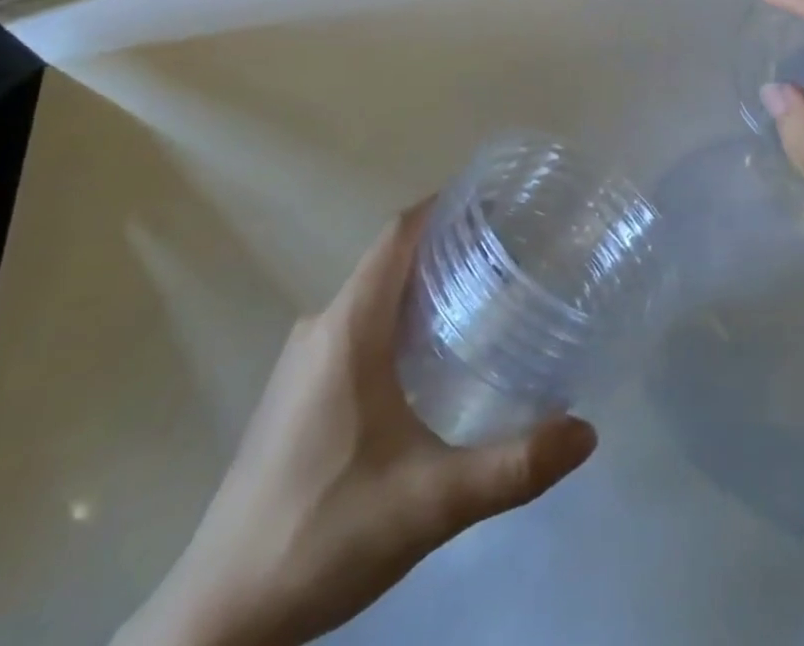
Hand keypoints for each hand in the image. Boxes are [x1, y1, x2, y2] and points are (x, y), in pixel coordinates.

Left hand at [115, 204, 597, 645]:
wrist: (217, 621)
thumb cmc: (322, 535)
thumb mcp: (431, 503)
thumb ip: (513, 466)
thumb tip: (587, 431)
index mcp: (348, 327)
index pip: (399, 234)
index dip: (446, 205)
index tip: (498, 200)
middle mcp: (321, 327)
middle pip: (390, 259)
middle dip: (447, 245)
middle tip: (509, 252)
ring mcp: (301, 362)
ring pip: (372, 296)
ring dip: (422, 284)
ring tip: (483, 297)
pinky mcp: (295, 394)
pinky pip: (356, 327)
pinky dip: (398, 319)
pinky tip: (430, 359)